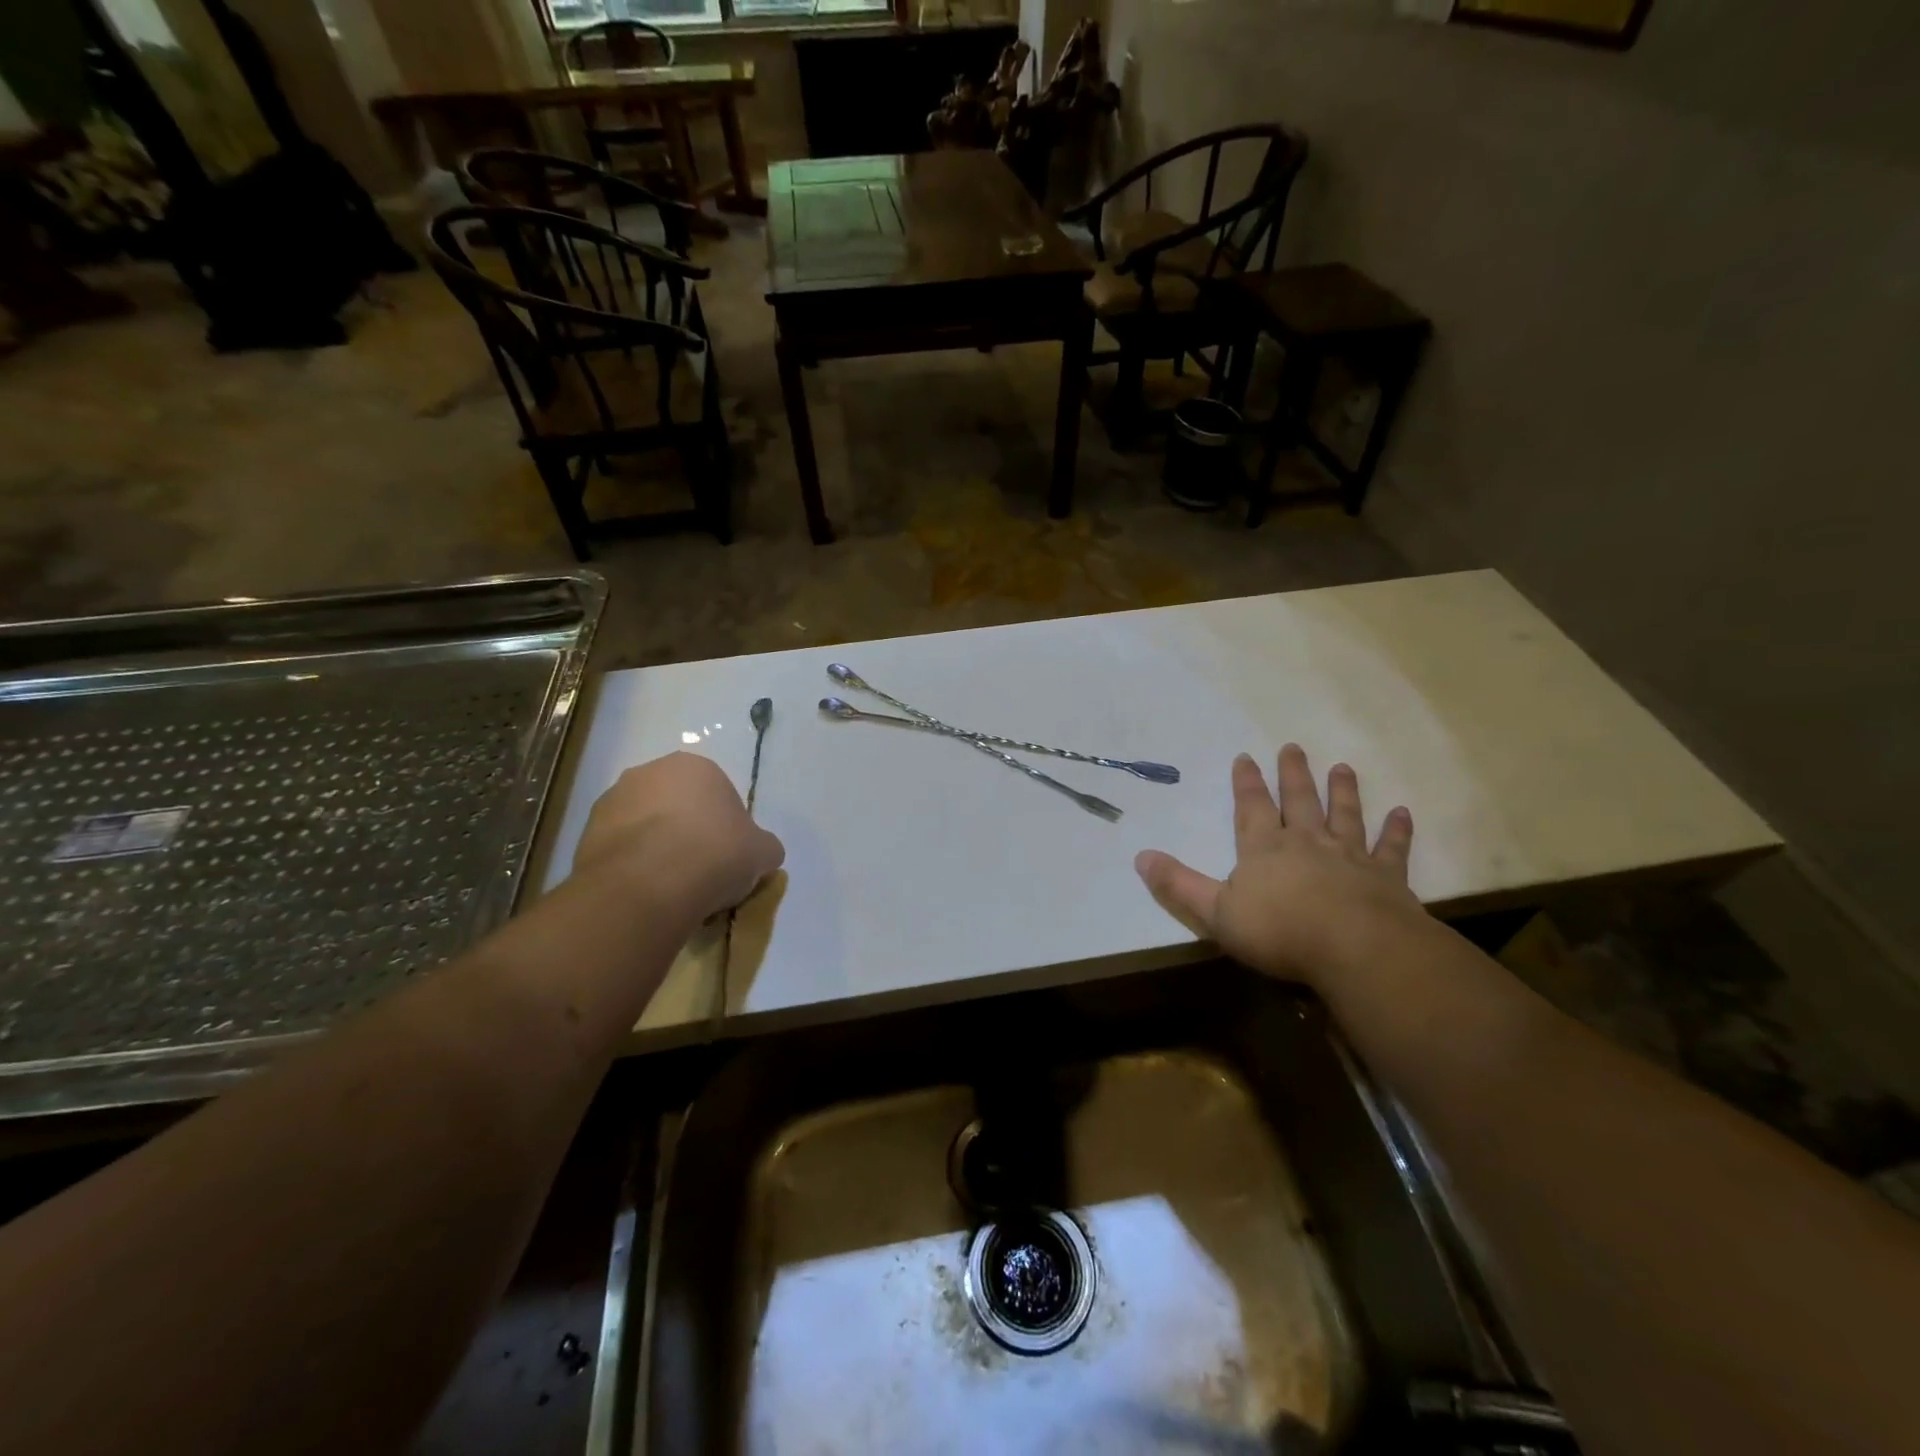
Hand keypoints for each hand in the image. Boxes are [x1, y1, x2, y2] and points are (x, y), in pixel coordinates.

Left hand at [573, 752, 784, 921]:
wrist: (649, 885)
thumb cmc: (715, 854)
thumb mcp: (762, 853)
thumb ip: (763, 847)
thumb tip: (761, 853)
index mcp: (696, 766)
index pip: (718, 793)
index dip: (726, 827)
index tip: (729, 856)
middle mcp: (649, 772)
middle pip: (677, 805)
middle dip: (687, 832)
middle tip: (701, 870)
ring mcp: (612, 800)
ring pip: (644, 826)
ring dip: (656, 848)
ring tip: (671, 887)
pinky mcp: (585, 834)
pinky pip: (620, 849)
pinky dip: (632, 867)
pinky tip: (645, 893)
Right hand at [1135, 745, 1421, 983]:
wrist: (1355, 950)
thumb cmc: (1279, 932)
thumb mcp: (1215, 912)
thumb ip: (1178, 884)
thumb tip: (1140, 856)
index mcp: (1264, 849)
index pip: (1252, 807)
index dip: (1247, 783)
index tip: (1246, 757)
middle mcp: (1307, 843)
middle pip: (1299, 801)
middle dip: (1294, 774)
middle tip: (1293, 747)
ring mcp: (1350, 857)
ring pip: (1345, 815)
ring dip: (1343, 791)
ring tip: (1343, 767)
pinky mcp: (1387, 878)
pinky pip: (1391, 848)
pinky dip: (1396, 831)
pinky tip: (1402, 813)